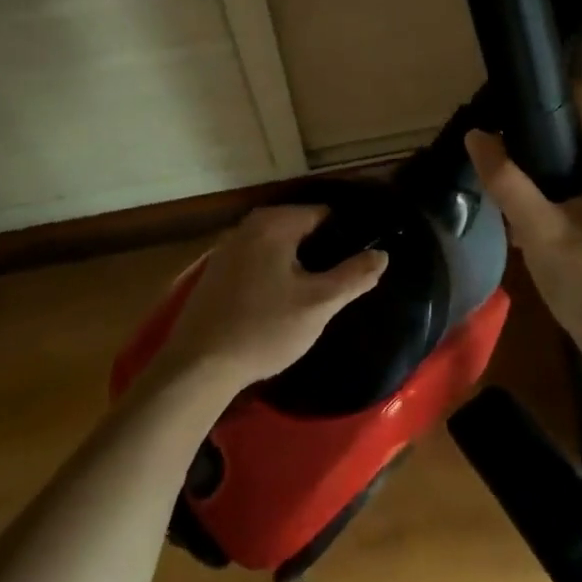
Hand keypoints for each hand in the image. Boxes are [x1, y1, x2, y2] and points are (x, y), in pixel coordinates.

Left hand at [155, 205, 388, 391]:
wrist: (199, 366)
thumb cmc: (264, 329)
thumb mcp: (318, 304)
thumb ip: (354, 276)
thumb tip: (382, 254)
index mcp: (273, 223)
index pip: (324, 214)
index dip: (347, 236)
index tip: (360, 261)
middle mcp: (248, 226)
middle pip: (300, 229)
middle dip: (322, 251)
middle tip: (341, 282)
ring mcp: (228, 248)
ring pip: (279, 247)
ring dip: (298, 264)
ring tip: (317, 293)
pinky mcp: (216, 272)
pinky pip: (258, 261)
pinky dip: (275, 273)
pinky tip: (282, 301)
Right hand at [464, 81, 581, 349]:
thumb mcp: (540, 232)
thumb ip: (506, 181)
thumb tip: (475, 135)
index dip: (544, 94)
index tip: (503, 105)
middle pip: (580, 121)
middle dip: (536, 128)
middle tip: (495, 143)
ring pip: (578, 150)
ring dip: (541, 157)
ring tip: (502, 168)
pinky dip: (553, 180)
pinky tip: (524, 200)